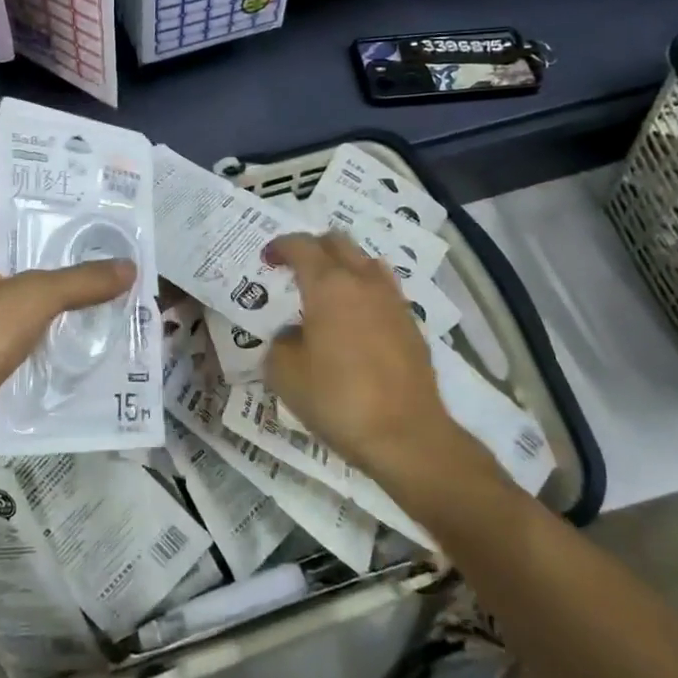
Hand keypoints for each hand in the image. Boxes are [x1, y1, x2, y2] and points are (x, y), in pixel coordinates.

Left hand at [0, 211, 135, 465]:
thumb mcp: (33, 296)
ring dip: (59, 306)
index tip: (73, 207)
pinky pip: (26, 347)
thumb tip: (131, 266)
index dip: (31, 210)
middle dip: (57, 260)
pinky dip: (52, 344)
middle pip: (15, 265)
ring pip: (24, 309)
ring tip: (107, 289)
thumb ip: (81, 280)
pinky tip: (90, 338)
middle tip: (103, 248)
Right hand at [263, 233, 496, 487]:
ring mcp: (392, 300)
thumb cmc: (337, 399)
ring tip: (326, 290)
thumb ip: (281, 341)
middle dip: (312, 247)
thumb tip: (293, 334)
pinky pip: (382, 289)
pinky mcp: (411, 323)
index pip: (301, 245)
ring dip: (342, 264)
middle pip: (337, 241)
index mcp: (328, 285)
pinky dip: (363, 290)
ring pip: (365, 261)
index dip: (280, 246)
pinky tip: (354, 318)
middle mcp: (363, 281)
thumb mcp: (285, 373)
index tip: (267, 260)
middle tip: (294, 268)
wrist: (406, 435)